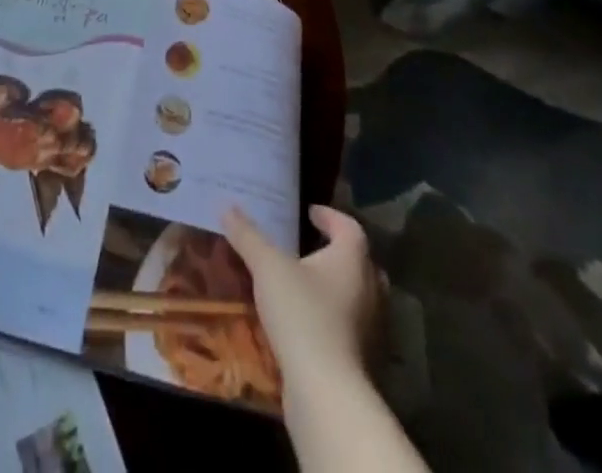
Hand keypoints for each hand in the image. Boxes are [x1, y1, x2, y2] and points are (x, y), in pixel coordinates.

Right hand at [224, 205, 382, 393]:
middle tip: (312, 249)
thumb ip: (248, 236)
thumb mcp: (268, 268)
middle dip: (337, 253)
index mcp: (353, 259)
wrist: (327, 394)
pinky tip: (312, 326)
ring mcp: (374, 329)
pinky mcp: (367, 362)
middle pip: (360, 262)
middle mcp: (372, 289)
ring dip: (338, 289)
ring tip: (308, 287)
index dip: (329, 216)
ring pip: (359, 298)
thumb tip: (227, 206)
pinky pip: (353, 329)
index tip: (310, 213)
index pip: (348, 226)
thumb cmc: (303, 315)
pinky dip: (337, 321)